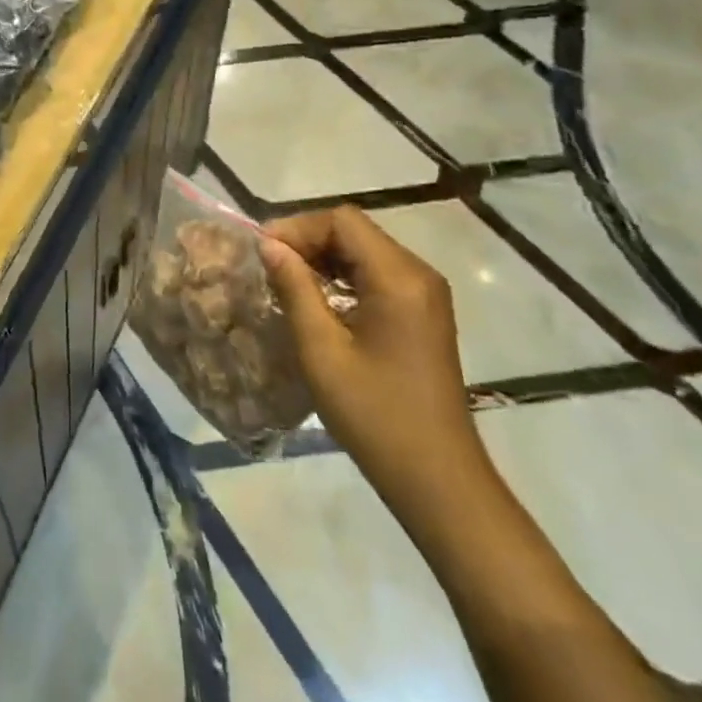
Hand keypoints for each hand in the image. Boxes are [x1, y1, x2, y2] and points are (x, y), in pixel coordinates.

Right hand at [259, 207, 490, 511]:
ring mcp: (425, 294)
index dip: (298, 227)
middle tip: (269, 266)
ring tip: (285, 282)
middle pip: (354, 231)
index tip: (263, 252)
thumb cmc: (375, 414)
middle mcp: (418, 274)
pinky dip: (342, 276)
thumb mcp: (321, 350)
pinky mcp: (422, 314)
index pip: (342, 221)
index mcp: (398, 277)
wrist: (438, 480)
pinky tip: (317, 301)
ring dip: (323, 258)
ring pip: (364, 250)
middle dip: (308, 240)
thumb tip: (268, 244)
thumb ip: (294, 288)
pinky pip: (377, 274)